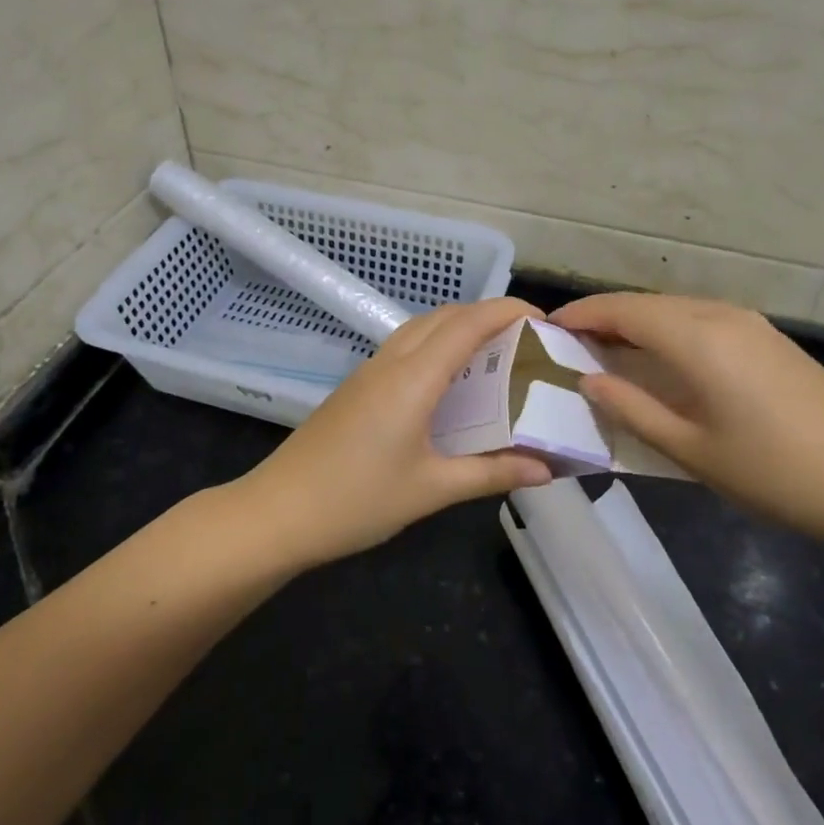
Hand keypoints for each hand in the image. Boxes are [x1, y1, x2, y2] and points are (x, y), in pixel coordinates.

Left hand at [237, 297, 553, 565]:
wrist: (277, 513)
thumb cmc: (357, 501)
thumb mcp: (431, 489)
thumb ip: (491, 473)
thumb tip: (546, 469)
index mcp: (413, 378)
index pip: (468, 323)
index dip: (508, 311)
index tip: (545, 321)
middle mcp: (391, 362)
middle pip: (445, 315)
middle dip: (489, 314)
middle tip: (526, 340)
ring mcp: (369, 371)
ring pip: (422, 327)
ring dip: (460, 327)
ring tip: (495, 356)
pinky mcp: (357, 386)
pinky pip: (406, 347)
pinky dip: (437, 346)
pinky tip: (451, 383)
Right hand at [551, 292, 823, 550]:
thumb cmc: (773, 472)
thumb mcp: (690, 449)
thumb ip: (632, 409)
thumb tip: (588, 380)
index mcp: (697, 339)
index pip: (623, 311)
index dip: (582, 315)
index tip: (547, 327)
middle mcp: (721, 316)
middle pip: (647, 304)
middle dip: (605, 317)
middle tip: (570, 343)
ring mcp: (750, 323)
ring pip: (675, 308)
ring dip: (637, 322)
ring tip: (608, 351)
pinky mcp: (768, 338)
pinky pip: (701, 319)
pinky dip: (668, 329)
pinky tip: (662, 358)